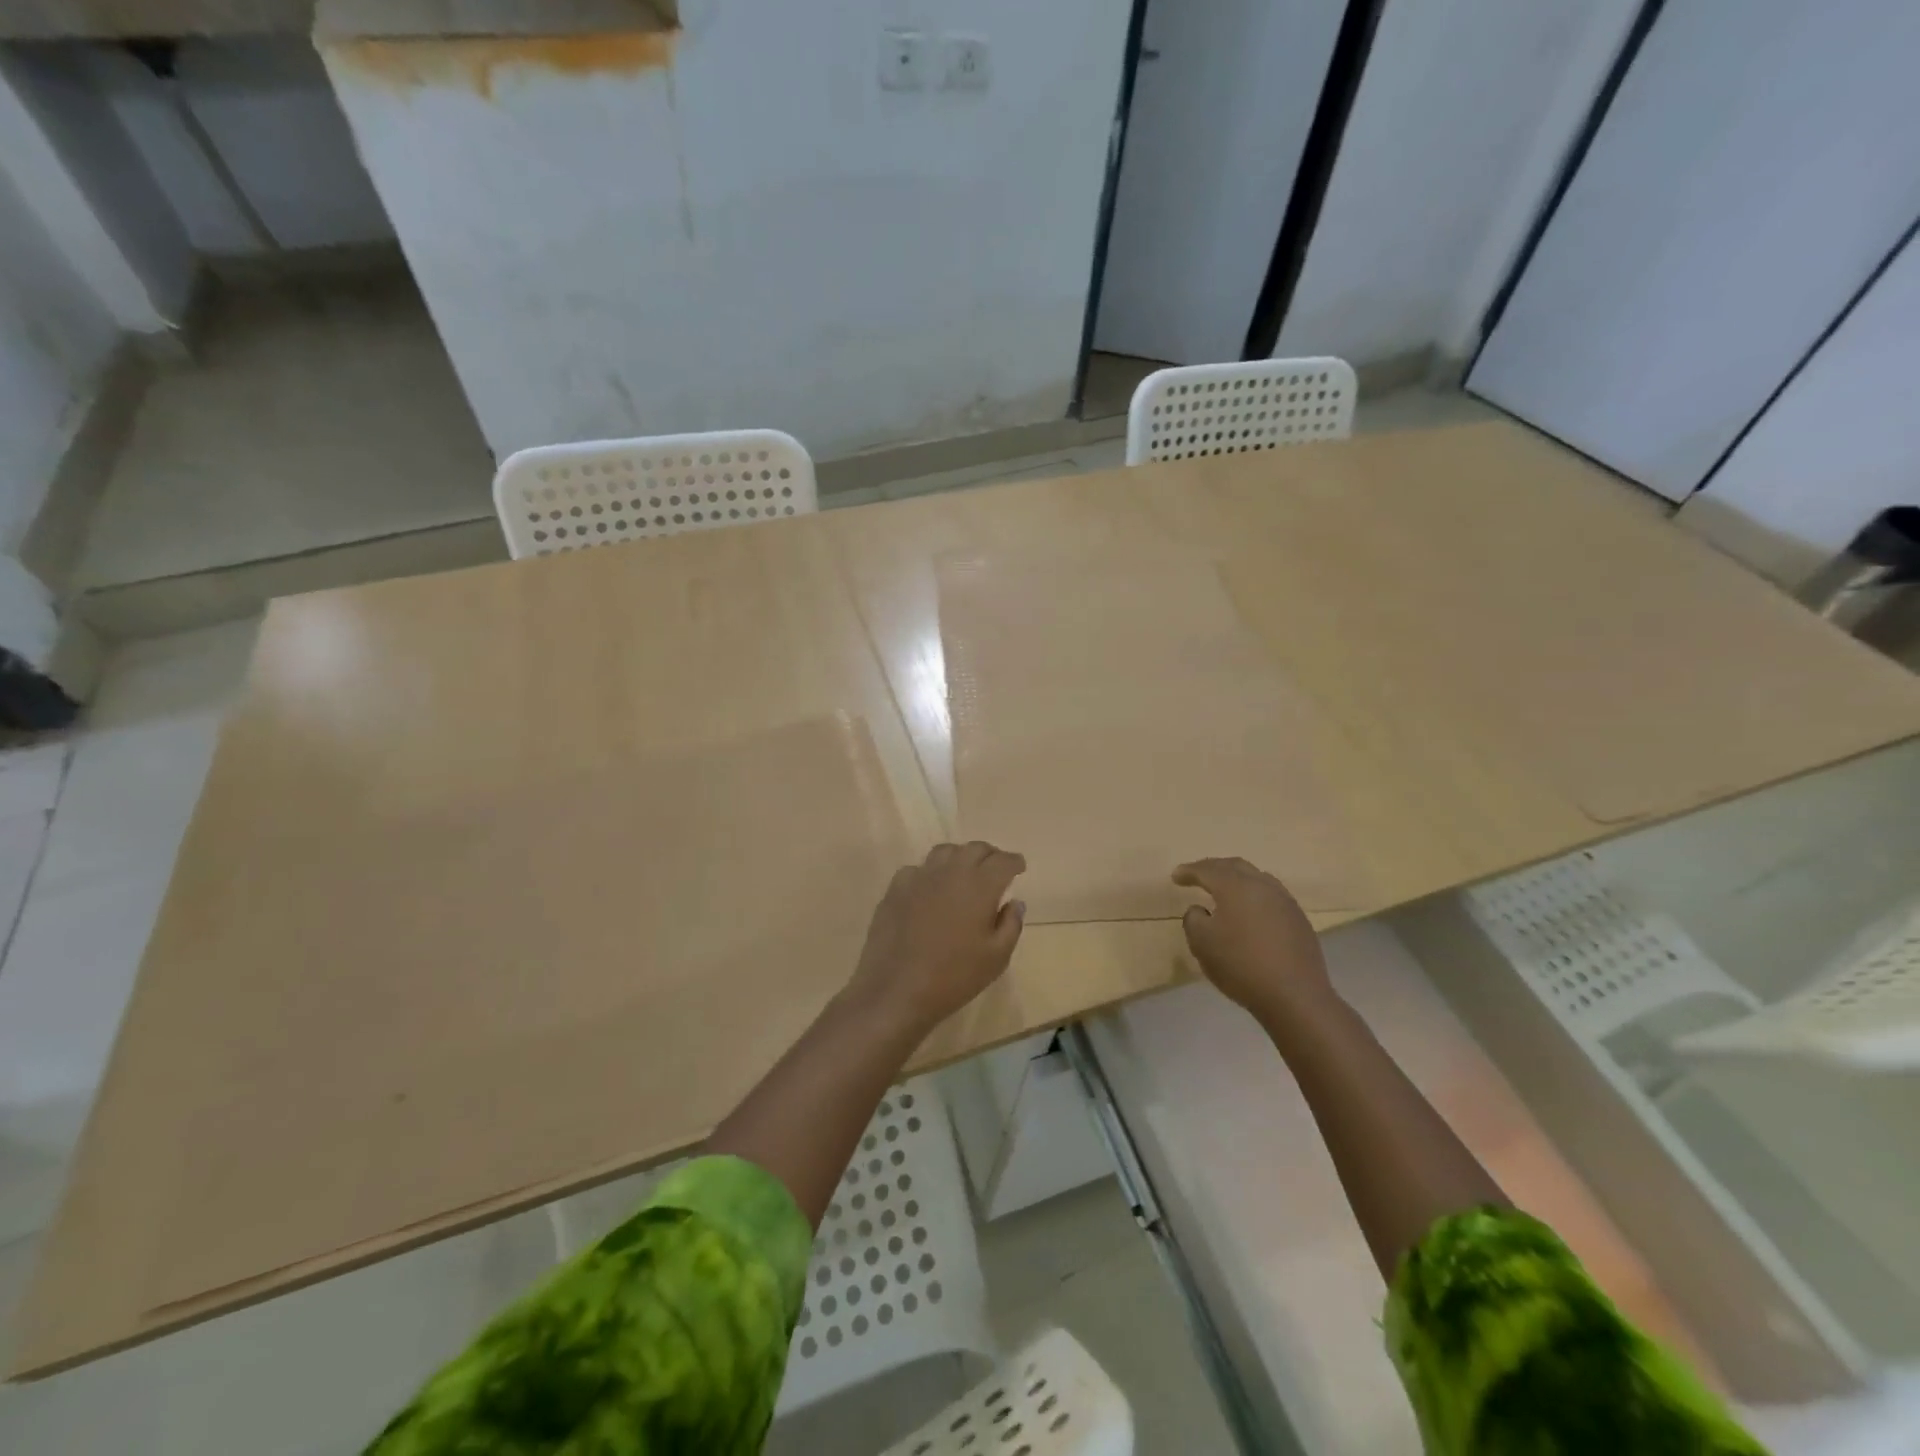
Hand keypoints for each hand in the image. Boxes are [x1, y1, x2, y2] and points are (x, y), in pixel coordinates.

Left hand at [845, 842, 1026, 1035]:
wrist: (896, 989)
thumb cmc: (954, 977)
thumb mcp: (996, 958)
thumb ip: (1011, 925)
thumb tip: (1015, 902)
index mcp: (980, 886)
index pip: (1003, 861)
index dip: (1014, 862)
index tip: (1019, 867)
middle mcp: (951, 872)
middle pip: (975, 849)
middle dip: (990, 855)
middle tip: (995, 869)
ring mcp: (920, 877)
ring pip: (945, 852)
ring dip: (960, 857)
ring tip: (964, 873)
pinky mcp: (895, 888)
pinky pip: (917, 869)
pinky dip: (930, 874)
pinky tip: (930, 890)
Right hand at [1173, 857, 1338, 1026]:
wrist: (1295, 996)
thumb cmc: (1241, 965)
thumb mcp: (1201, 943)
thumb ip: (1193, 919)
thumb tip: (1200, 910)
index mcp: (1235, 886)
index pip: (1207, 870)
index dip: (1189, 871)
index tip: (1176, 876)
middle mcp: (1262, 886)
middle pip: (1235, 866)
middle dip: (1214, 867)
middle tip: (1198, 874)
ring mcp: (1285, 902)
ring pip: (1257, 878)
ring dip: (1237, 879)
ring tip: (1225, 889)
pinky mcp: (1299, 920)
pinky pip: (1271, 896)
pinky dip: (1254, 895)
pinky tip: (1250, 911)